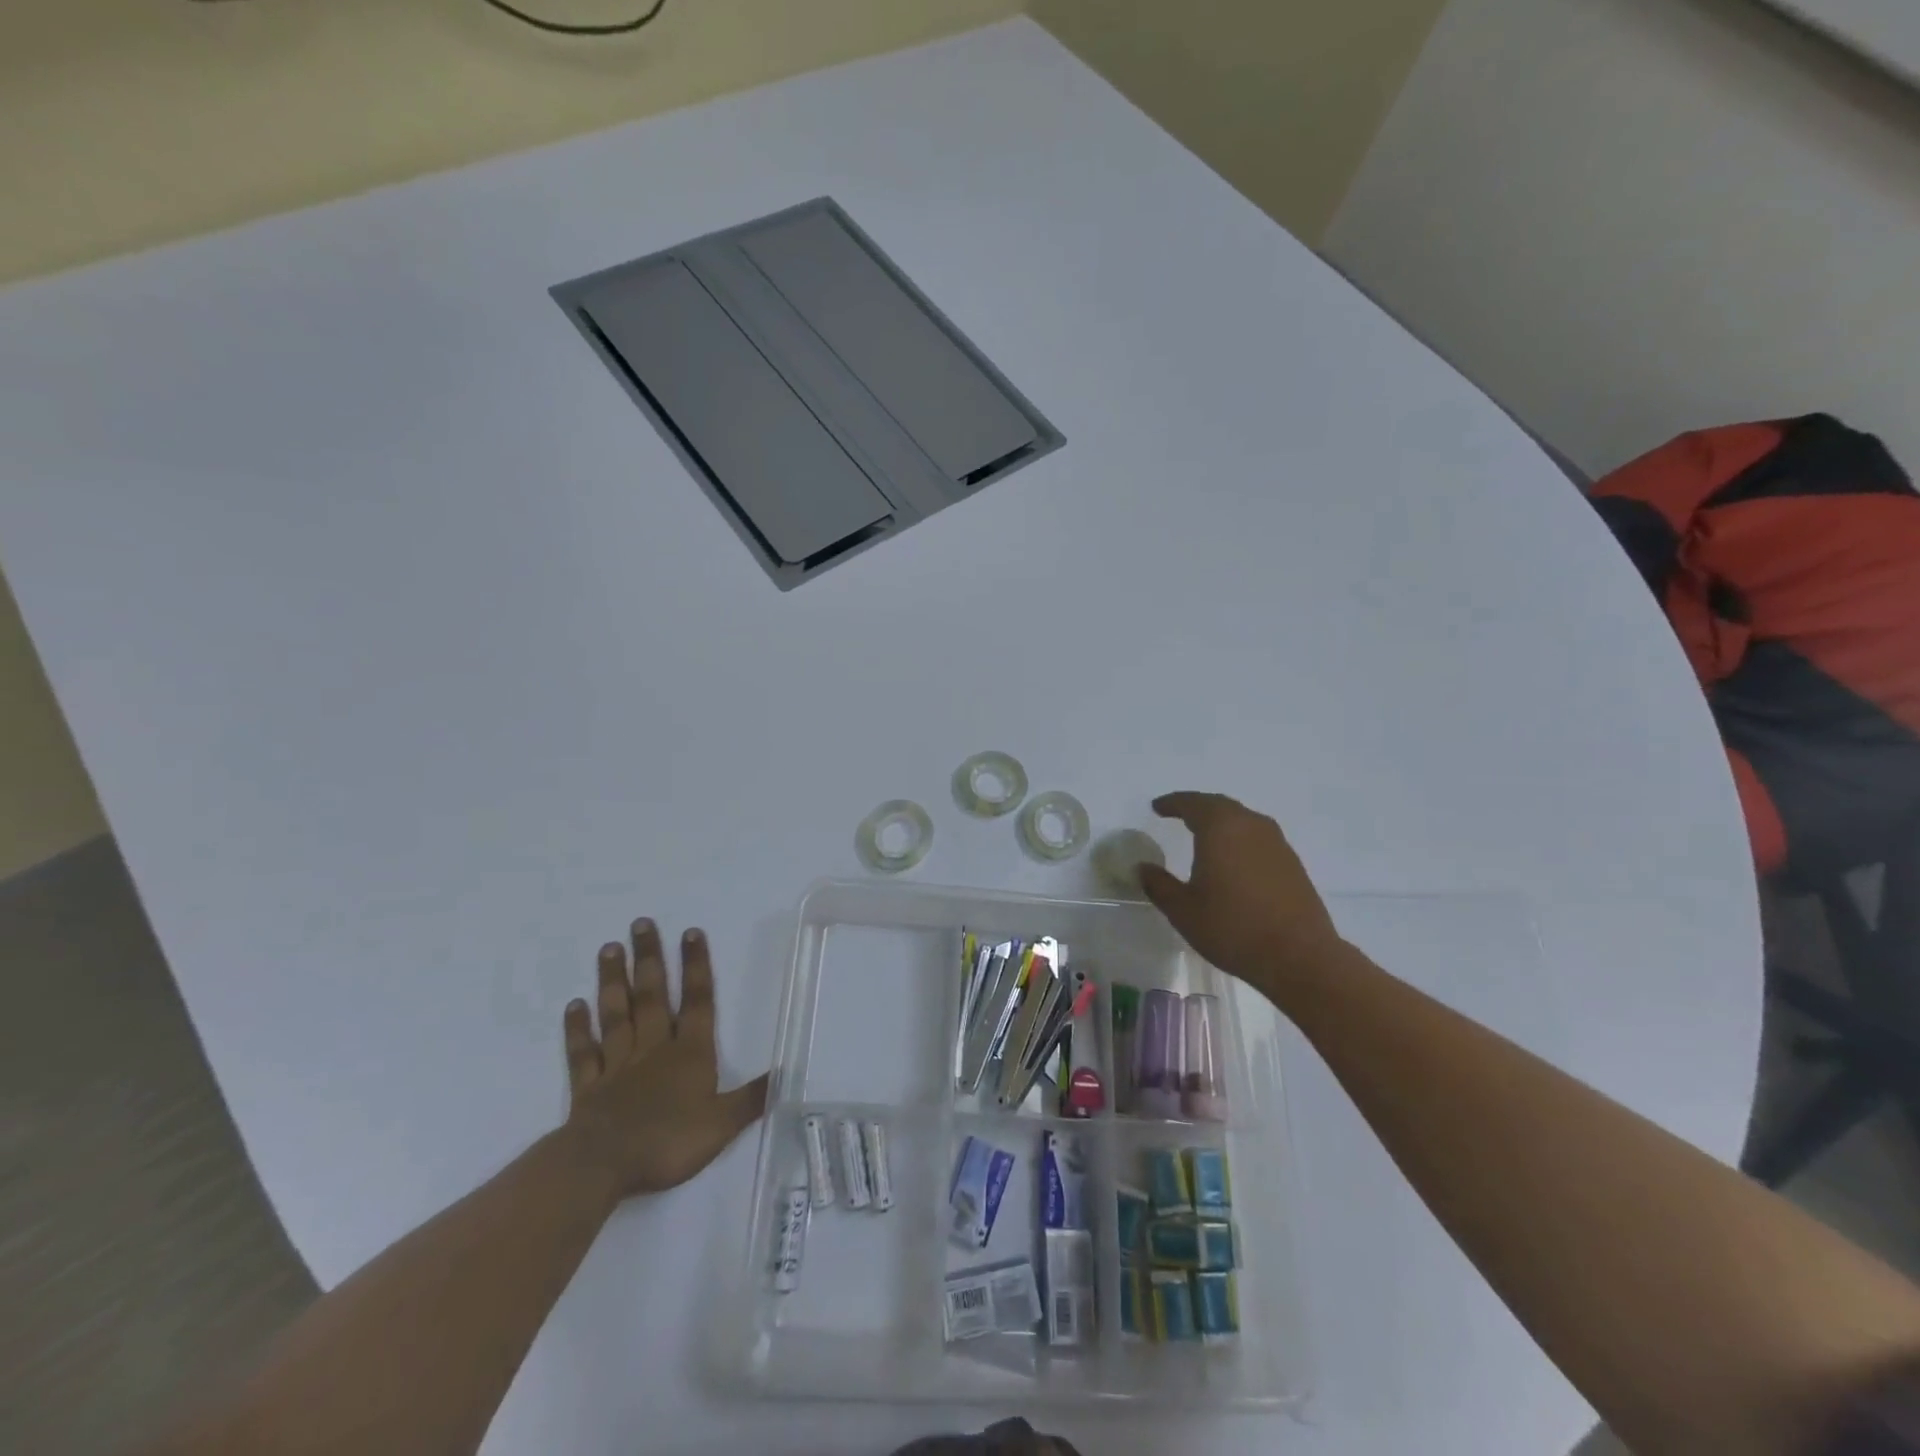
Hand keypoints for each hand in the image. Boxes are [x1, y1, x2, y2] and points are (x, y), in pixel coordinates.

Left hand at [560, 918, 768, 1201]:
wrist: (603, 1166)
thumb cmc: (668, 1142)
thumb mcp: (722, 1124)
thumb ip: (752, 1098)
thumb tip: (787, 1073)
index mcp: (689, 1053)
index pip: (697, 1001)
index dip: (696, 966)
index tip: (690, 932)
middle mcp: (654, 1048)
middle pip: (652, 997)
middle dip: (649, 959)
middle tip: (640, 924)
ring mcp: (618, 1065)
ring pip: (617, 1015)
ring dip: (613, 981)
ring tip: (609, 948)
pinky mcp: (588, 1087)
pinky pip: (584, 1052)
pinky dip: (578, 1029)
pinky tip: (574, 1005)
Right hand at [1139, 792, 1348, 999]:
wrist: (1299, 956)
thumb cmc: (1232, 928)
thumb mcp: (1183, 910)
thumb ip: (1159, 884)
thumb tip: (1143, 868)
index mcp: (1220, 828)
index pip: (1192, 803)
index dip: (1172, 803)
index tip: (1157, 807)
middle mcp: (1250, 826)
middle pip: (1220, 805)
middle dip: (1197, 807)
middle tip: (1178, 814)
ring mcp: (1276, 843)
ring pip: (1243, 820)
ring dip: (1221, 822)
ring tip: (1204, 835)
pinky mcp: (1292, 863)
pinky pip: (1258, 838)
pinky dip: (1240, 839)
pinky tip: (1234, 859)